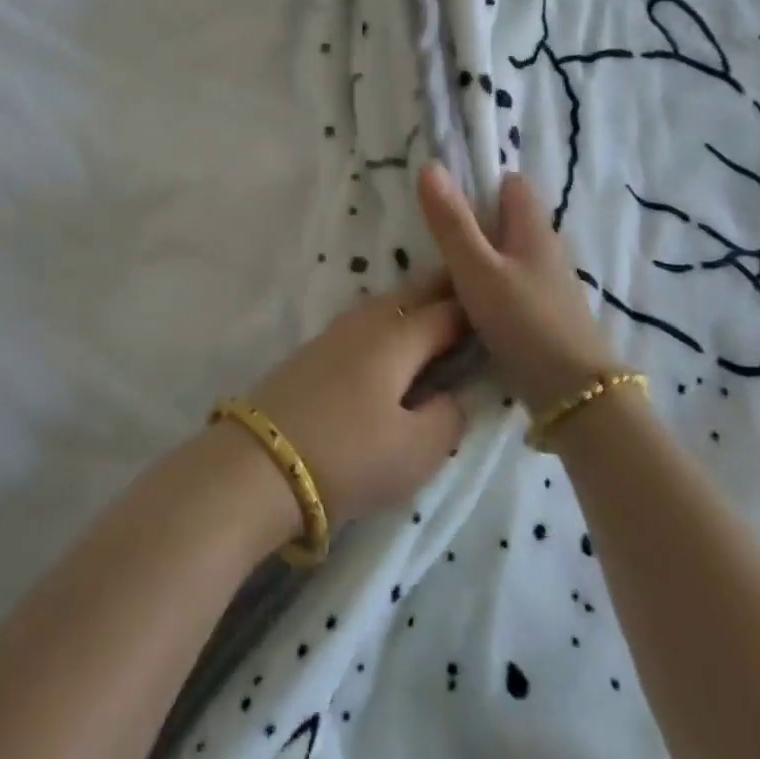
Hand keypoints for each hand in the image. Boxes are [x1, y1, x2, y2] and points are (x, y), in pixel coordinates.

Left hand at [243, 274, 468, 530]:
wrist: (258, 464)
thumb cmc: (348, 456)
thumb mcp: (416, 450)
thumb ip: (448, 416)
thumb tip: (454, 395)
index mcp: (398, 336)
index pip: (447, 311)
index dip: (476, 310)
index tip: (501, 310)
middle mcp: (366, 322)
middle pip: (413, 296)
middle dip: (443, 294)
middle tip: (472, 298)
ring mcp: (334, 334)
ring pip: (385, 306)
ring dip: (413, 307)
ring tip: (436, 320)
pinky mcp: (312, 352)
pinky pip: (364, 324)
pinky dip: (388, 324)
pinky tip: (390, 344)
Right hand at [417, 161, 621, 410]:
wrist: (575, 396)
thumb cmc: (524, 322)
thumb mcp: (477, 269)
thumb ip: (451, 222)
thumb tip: (430, 166)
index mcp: (533, 229)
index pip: (510, 185)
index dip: (480, 183)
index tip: (443, 198)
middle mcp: (545, 251)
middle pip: (507, 222)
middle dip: (473, 224)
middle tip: (431, 238)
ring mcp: (548, 286)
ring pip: (507, 258)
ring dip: (479, 259)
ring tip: (440, 273)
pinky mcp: (544, 317)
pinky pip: (510, 287)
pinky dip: (489, 288)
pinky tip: (465, 307)